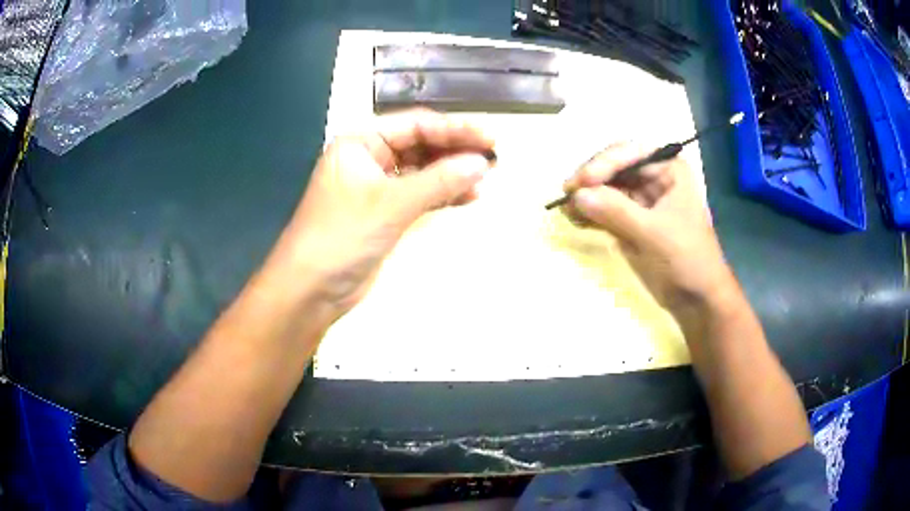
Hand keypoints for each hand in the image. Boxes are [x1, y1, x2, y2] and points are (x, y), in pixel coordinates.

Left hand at [273, 109, 495, 317]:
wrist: (310, 289)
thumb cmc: (342, 236)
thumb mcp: (391, 203)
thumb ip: (439, 181)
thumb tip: (482, 164)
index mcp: (361, 142)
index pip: (415, 124)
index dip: (454, 129)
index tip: (490, 139)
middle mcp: (368, 158)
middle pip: (420, 144)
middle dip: (455, 151)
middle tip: (493, 157)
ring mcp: (376, 186)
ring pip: (422, 171)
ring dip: (451, 174)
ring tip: (485, 179)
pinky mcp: (383, 213)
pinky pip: (418, 195)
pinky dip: (441, 195)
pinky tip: (467, 197)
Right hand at [563, 143, 734, 311]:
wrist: (697, 298)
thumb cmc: (686, 259)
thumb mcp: (654, 233)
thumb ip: (617, 211)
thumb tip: (577, 196)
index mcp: (669, 169)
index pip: (630, 152)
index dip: (604, 163)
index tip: (582, 183)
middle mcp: (654, 177)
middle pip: (614, 167)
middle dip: (591, 179)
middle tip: (567, 194)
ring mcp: (641, 199)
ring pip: (607, 188)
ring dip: (587, 196)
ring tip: (566, 209)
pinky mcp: (631, 220)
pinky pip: (606, 209)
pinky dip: (590, 212)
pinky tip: (575, 218)